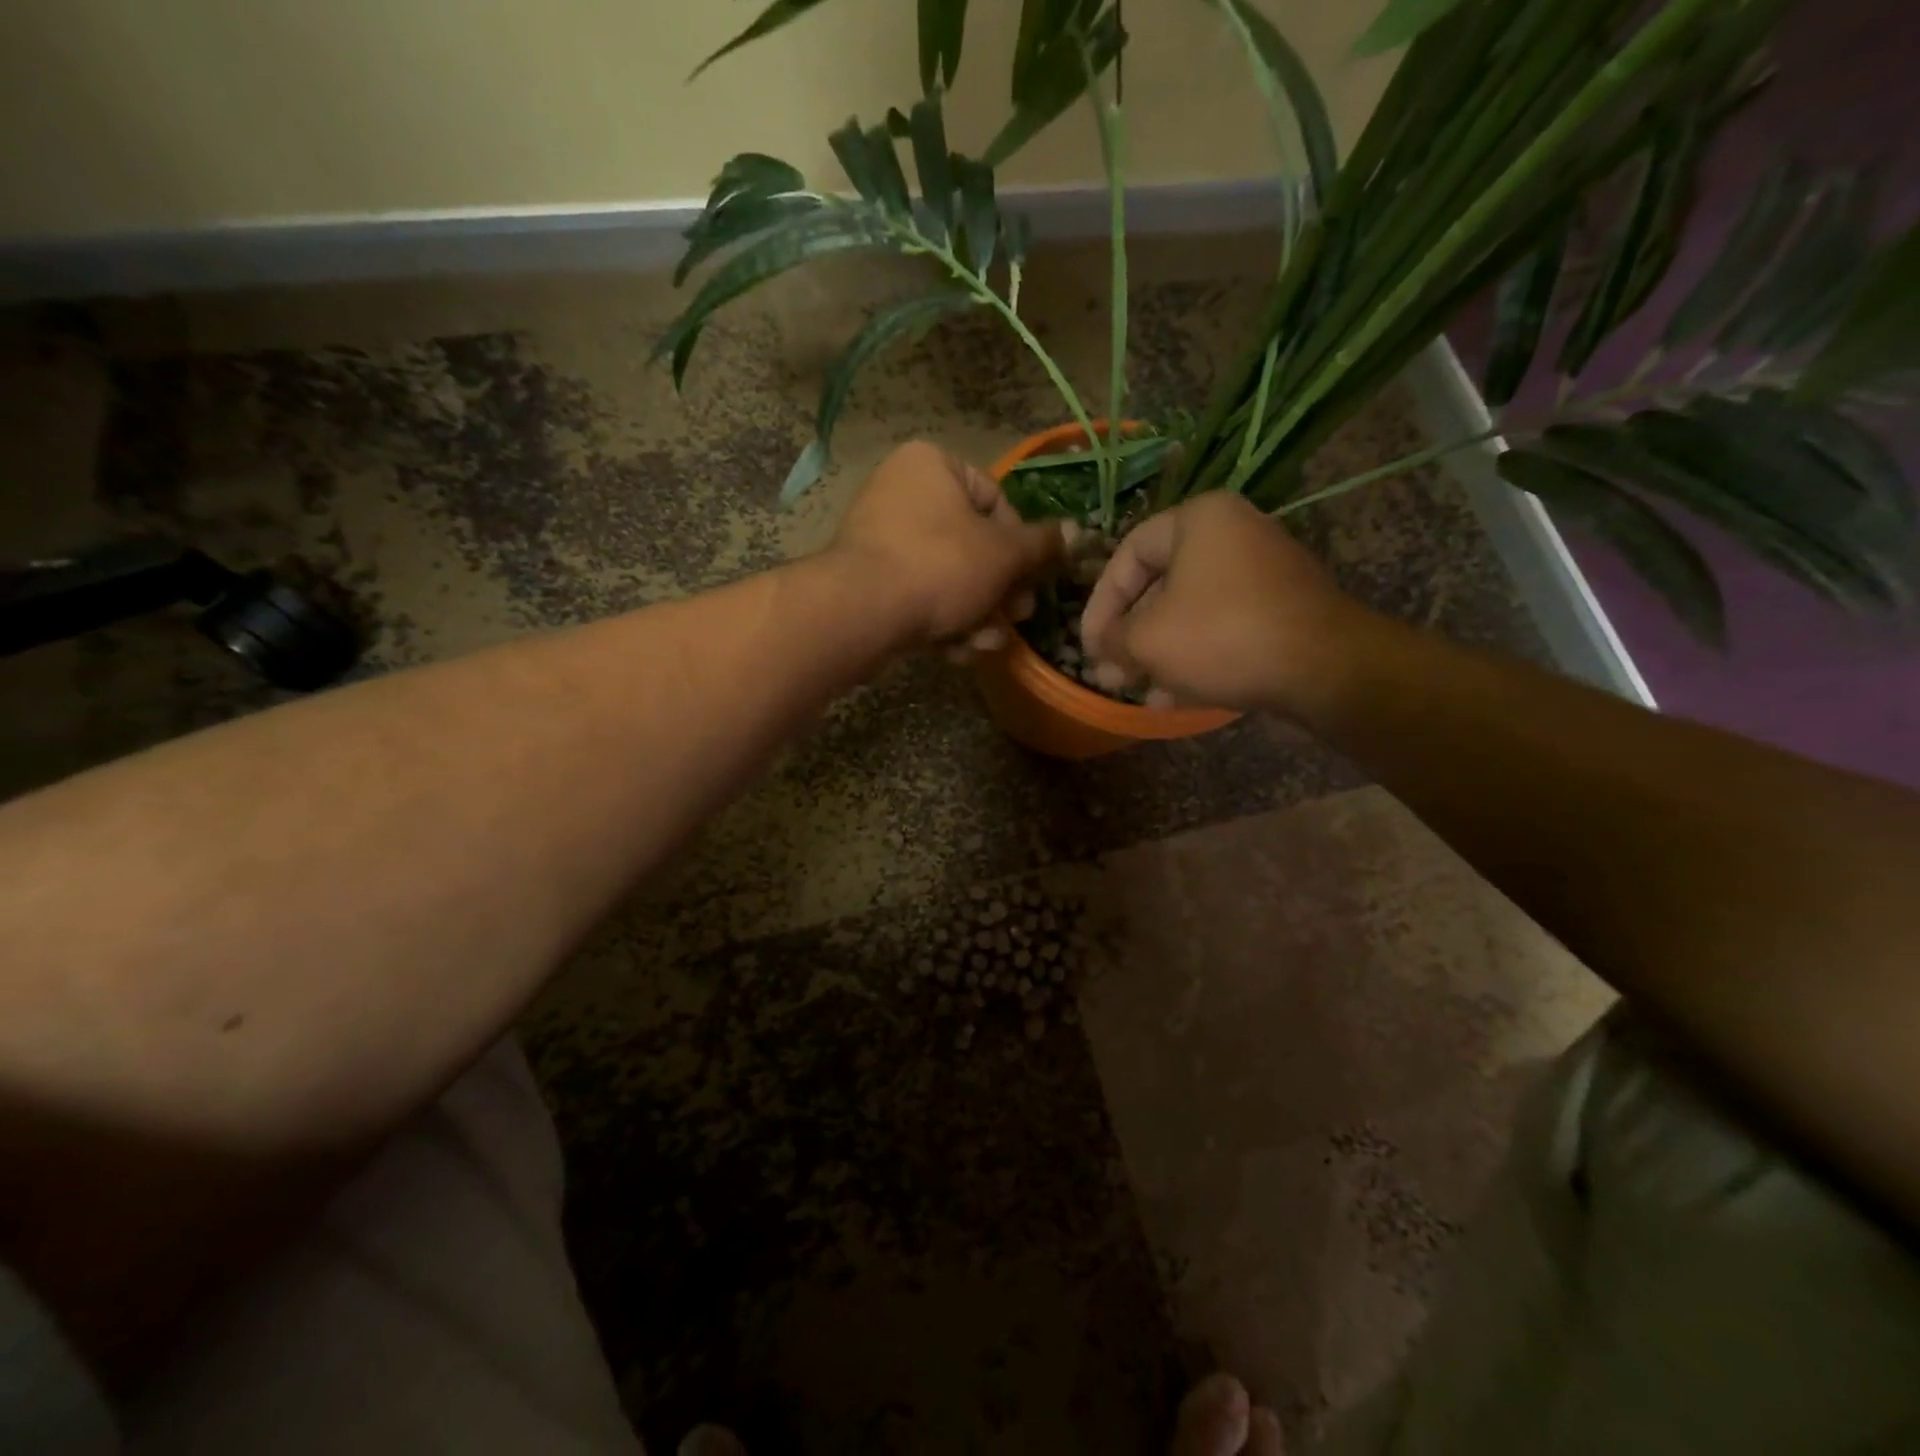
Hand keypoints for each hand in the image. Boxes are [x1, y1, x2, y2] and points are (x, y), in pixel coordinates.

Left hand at [830, 441, 1069, 647]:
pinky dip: (942, 620)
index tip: (1031, 579)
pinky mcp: (869, 580)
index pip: (996, 500)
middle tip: (1018, 617)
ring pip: (949, 576)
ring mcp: (880, 538)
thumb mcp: (1004, 554)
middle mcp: (902, 492)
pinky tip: (957, 650)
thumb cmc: (941, 566)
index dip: (1021, 546)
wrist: (863, 613)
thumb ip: (1042, 545)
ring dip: (977, 613)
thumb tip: (1077, 532)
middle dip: (1000, 590)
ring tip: (988, 642)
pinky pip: (919, 594)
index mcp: (932, 465)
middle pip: (973, 544)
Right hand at [1080, 491, 1369, 713]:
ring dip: (1157, 653)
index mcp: (1199, 520)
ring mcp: (1263, 572)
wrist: (1324, 668)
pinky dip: (1194, 656)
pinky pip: (1222, 627)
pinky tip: (1171, 697)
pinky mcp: (1282, 609)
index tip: (1088, 644)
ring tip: (1135, 690)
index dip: (1099, 603)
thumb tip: (1101, 650)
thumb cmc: (1222, 636)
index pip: (1127, 554)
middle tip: (1109, 673)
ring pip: (1190, 612)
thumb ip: (1113, 640)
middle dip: (1129, 636)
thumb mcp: (1148, 640)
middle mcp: (1234, 534)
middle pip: (1160, 586)